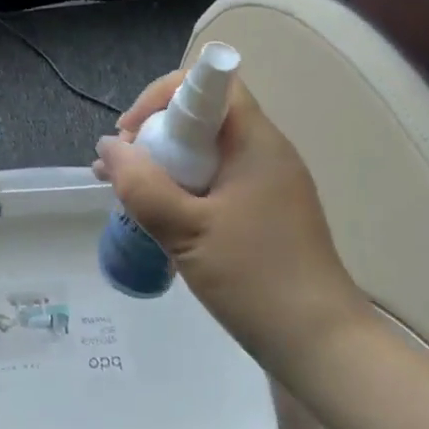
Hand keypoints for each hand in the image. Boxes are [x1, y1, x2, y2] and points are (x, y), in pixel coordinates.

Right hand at [94, 70, 371, 385]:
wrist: (321, 345)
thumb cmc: (256, 279)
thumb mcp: (187, 231)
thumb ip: (142, 185)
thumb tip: (107, 147)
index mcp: (255, 142)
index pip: (211, 83)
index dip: (163, 96)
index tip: (131, 133)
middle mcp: (265, 152)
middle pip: (202, 116)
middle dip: (154, 133)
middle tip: (120, 170)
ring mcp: (267, 182)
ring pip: (205, 150)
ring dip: (163, 162)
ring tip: (125, 192)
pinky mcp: (264, 211)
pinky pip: (215, 179)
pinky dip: (182, 186)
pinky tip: (158, 215)